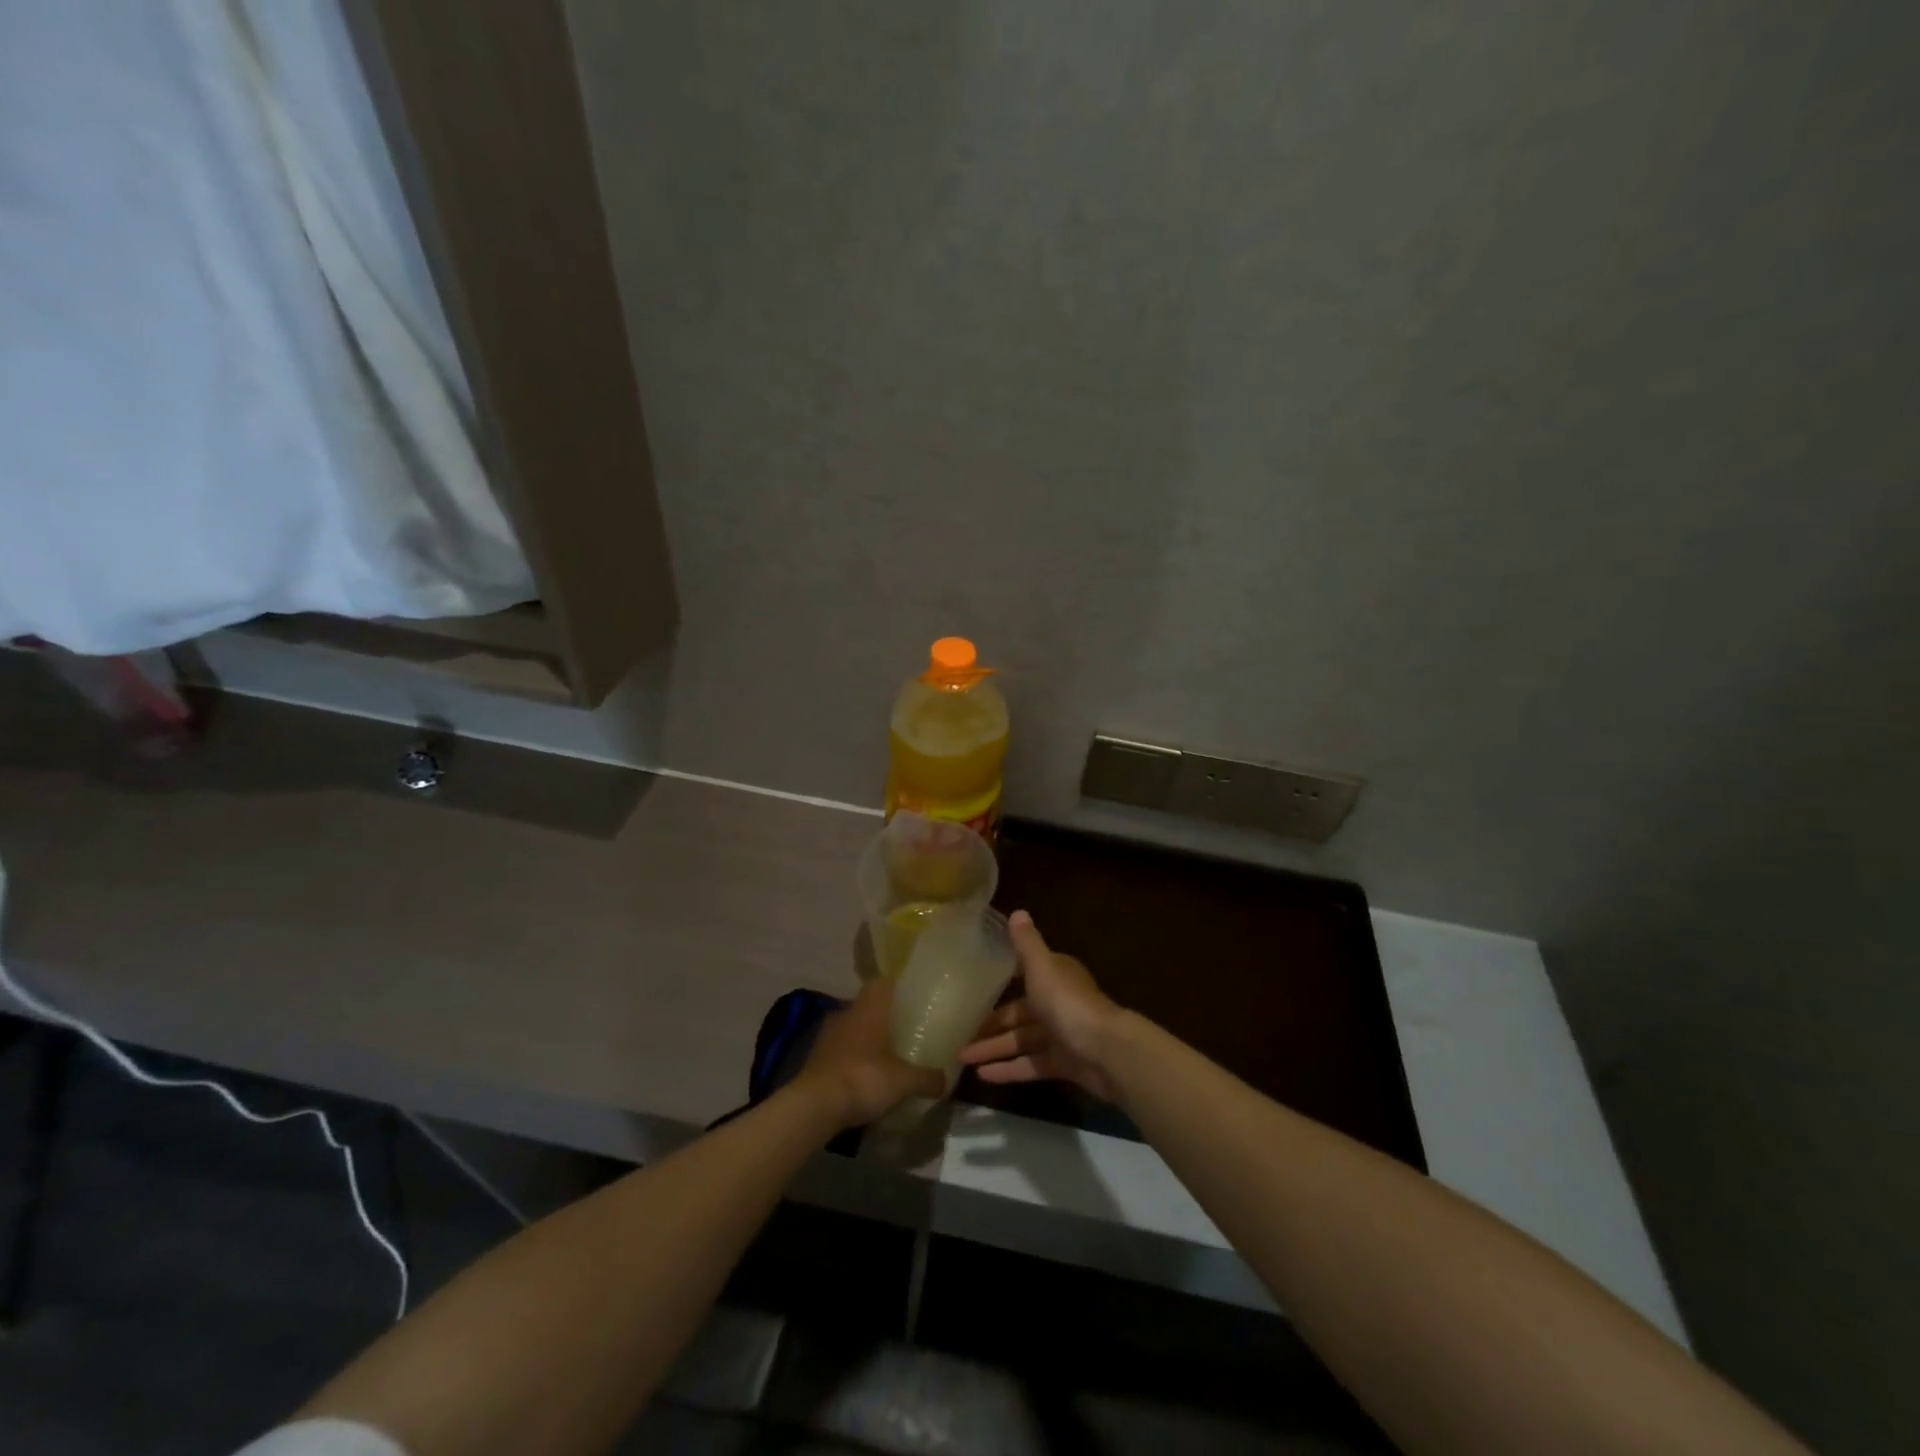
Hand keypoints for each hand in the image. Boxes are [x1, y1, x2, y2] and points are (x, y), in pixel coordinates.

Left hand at [793, 978, 946, 1129]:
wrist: (815, 1106)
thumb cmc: (864, 1078)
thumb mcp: (904, 1081)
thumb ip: (927, 1078)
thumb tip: (946, 1080)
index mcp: (869, 1008)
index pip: (883, 983)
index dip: (898, 988)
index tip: (913, 999)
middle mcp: (847, 1014)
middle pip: (869, 1006)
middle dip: (885, 1017)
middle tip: (906, 1031)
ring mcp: (828, 1035)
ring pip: (853, 1028)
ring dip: (867, 1039)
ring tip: (887, 1056)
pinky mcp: (816, 1058)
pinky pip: (841, 1050)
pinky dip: (853, 1059)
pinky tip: (865, 1076)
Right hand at [957, 911, 1125, 1101]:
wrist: (1107, 1052)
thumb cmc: (1069, 1003)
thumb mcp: (1042, 967)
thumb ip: (1027, 943)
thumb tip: (1017, 911)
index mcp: (1055, 976)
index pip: (1025, 973)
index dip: (1002, 978)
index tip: (975, 985)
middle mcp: (1058, 1002)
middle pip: (1018, 1012)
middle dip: (990, 1022)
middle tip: (958, 1031)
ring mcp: (1061, 1035)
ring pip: (1021, 1040)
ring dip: (993, 1047)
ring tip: (962, 1057)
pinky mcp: (1063, 1064)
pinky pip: (1030, 1065)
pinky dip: (1008, 1069)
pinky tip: (982, 1076)